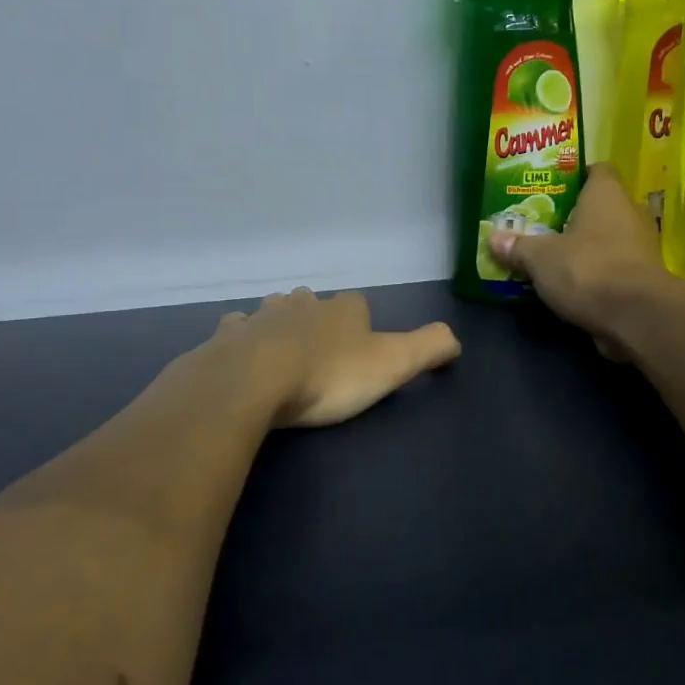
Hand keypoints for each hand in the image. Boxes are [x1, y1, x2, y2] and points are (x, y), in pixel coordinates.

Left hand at [211, 289, 461, 427]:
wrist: (253, 381)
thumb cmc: (329, 374)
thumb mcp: (393, 364)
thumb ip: (429, 347)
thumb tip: (456, 338)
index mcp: (343, 308)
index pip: (359, 305)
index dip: (362, 325)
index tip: (362, 352)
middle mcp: (303, 303)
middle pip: (315, 303)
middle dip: (319, 320)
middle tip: (322, 352)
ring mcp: (261, 316)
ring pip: (275, 311)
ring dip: (280, 325)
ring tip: (284, 352)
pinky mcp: (228, 336)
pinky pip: (238, 330)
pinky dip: (243, 339)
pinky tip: (243, 356)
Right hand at [488, 165, 670, 357]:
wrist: (637, 317)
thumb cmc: (588, 269)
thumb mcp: (541, 258)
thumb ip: (518, 247)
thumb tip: (494, 239)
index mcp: (607, 194)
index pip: (597, 169)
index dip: (575, 176)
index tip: (551, 188)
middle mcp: (630, 213)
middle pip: (601, 206)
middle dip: (574, 215)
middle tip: (542, 225)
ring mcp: (642, 247)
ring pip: (608, 238)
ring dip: (586, 246)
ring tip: (553, 256)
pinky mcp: (645, 278)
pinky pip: (615, 266)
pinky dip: (597, 272)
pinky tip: (572, 284)